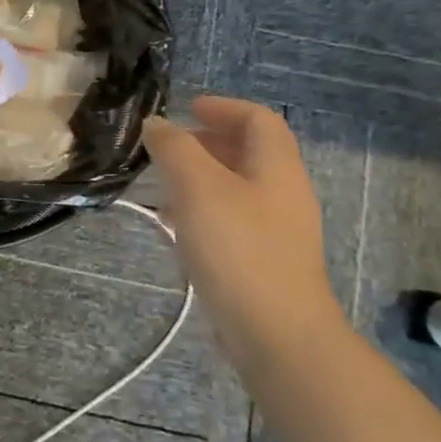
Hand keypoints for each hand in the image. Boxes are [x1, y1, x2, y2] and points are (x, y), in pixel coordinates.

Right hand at [142, 95, 347, 364]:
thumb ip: (175, 148)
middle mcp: (284, 193)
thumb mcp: (198, 187)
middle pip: (250, 152)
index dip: (223, 107)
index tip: (186, 109)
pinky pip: (233, 220)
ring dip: (201, 178)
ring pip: (238, 188)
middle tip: (169, 147)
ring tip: (163, 185)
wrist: (276, 334)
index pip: (258, 119)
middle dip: (208, 142)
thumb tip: (157, 124)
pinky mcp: (265, 262)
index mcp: (276, 167)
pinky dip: (204, 210)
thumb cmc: (238, 248)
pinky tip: (176, 227)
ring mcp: (278, 231)